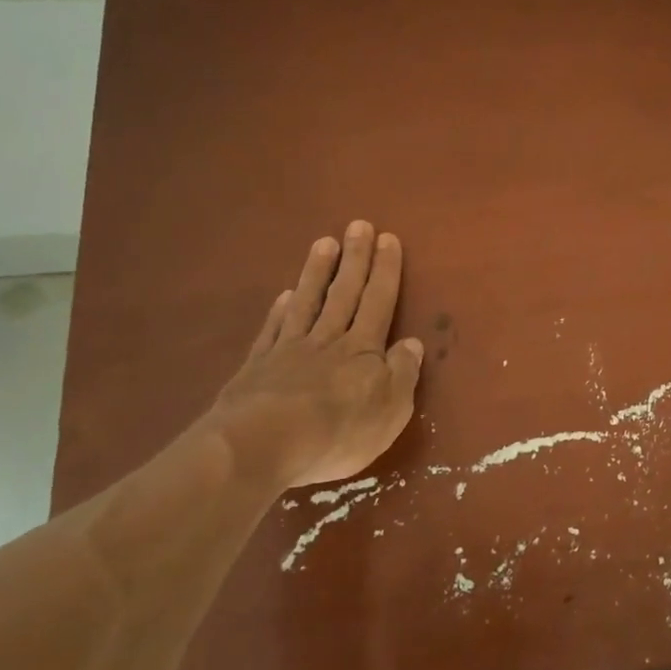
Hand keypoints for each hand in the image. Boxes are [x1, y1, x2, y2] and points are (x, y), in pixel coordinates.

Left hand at [203, 221, 423, 490]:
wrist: (264, 444)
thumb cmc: (339, 431)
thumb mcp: (391, 410)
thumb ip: (403, 373)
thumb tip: (412, 343)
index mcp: (363, 350)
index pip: (378, 302)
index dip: (385, 271)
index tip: (388, 239)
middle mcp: (328, 340)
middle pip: (345, 293)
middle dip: (355, 259)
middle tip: (359, 225)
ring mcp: (289, 350)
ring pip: (308, 302)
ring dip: (317, 272)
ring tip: (324, 243)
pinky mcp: (258, 367)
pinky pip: (273, 330)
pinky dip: (280, 310)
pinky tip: (284, 295)